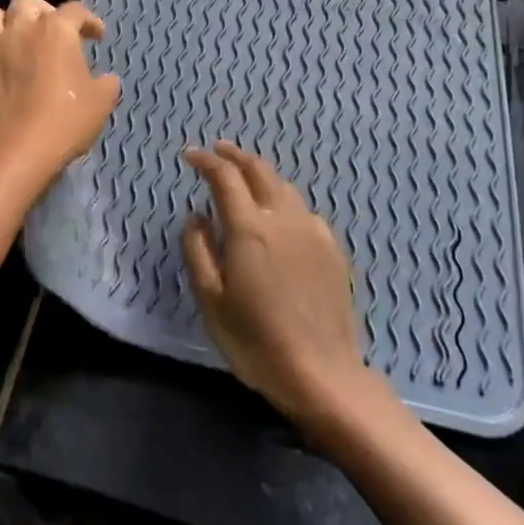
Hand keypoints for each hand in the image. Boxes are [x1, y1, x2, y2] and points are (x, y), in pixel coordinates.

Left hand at [0, 0, 120, 181]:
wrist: (17, 151)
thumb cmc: (65, 121)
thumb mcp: (102, 102)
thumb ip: (106, 82)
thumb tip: (105, 78)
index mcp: (55, 30)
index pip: (75, 10)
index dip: (89, 21)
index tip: (96, 37)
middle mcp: (19, 28)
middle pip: (25, 0)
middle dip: (40, 10)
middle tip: (50, 34)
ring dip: (1, 24)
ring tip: (12, 41)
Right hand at [181, 142, 369, 427]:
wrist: (322, 374)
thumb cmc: (256, 341)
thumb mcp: (211, 300)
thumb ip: (198, 250)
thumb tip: (196, 216)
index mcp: (250, 228)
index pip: (225, 177)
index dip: (206, 161)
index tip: (190, 155)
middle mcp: (283, 219)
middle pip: (259, 171)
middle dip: (235, 156)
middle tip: (218, 150)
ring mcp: (312, 232)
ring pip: (285, 187)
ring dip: (261, 174)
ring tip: (246, 177)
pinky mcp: (333, 250)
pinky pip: (304, 210)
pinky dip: (284, 199)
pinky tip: (280, 214)